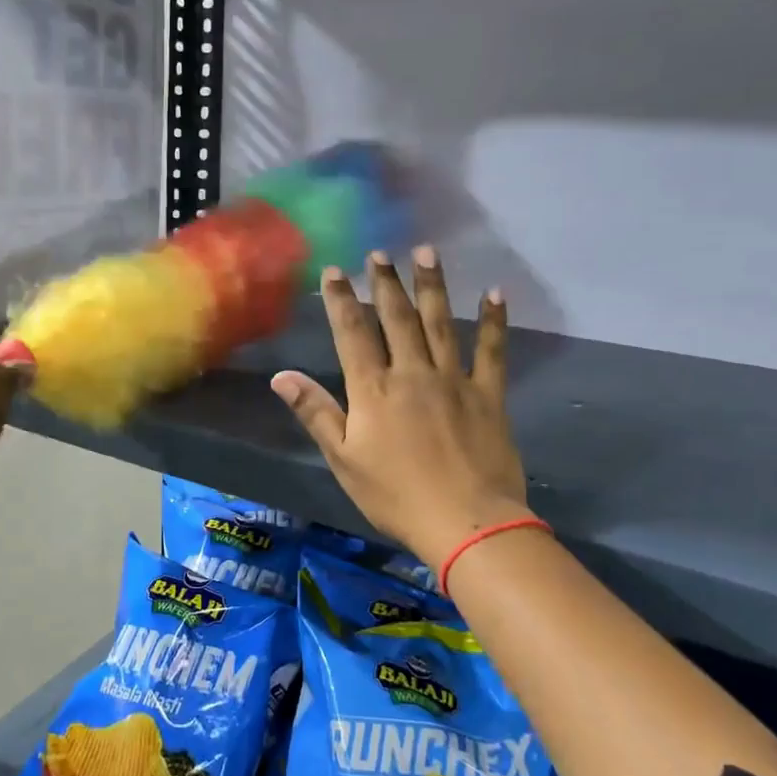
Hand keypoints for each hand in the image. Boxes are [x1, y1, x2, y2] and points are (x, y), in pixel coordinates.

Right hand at [272, 249, 531, 574]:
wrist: (466, 522)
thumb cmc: (395, 496)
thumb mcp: (344, 460)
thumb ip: (316, 413)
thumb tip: (282, 376)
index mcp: (374, 390)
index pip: (352, 333)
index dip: (341, 299)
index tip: (335, 270)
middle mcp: (412, 373)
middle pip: (397, 319)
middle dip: (386, 283)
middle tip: (380, 253)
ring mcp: (453, 380)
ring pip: (440, 323)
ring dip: (432, 286)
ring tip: (427, 253)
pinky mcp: (488, 395)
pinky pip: (491, 351)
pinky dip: (494, 321)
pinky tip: (495, 293)